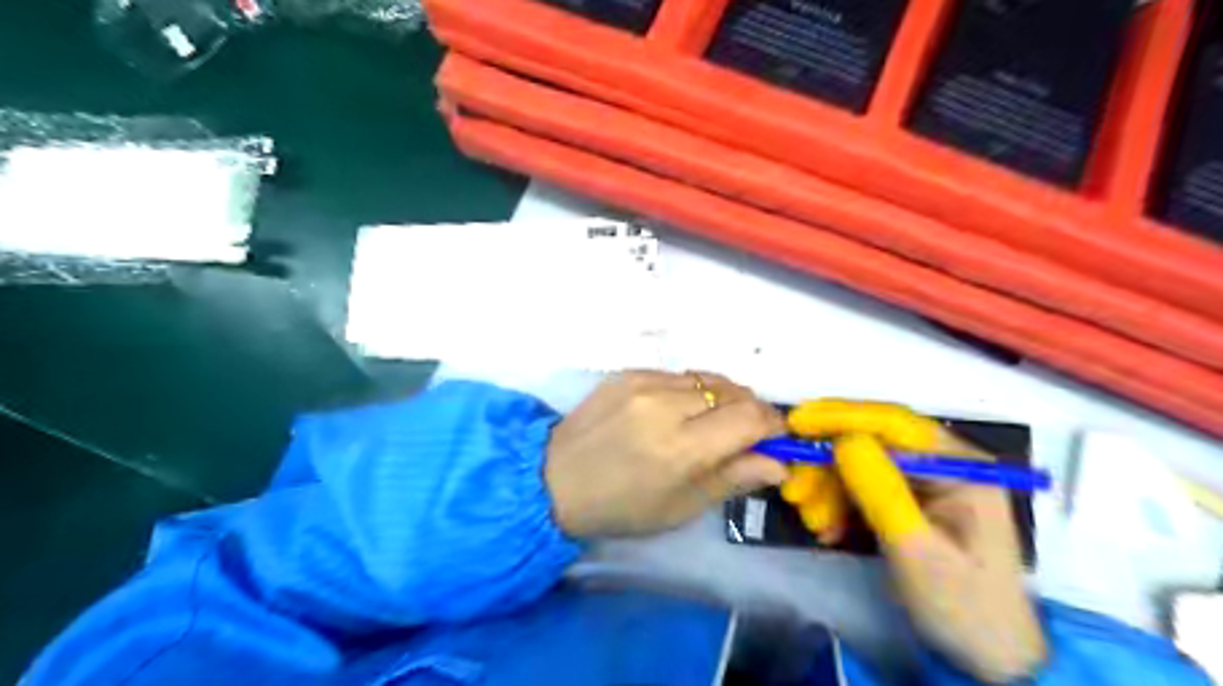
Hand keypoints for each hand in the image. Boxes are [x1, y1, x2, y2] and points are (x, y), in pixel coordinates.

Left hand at [546, 373, 793, 537]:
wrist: (553, 478)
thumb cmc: (620, 506)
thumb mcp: (681, 506)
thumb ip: (734, 477)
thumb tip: (779, 463)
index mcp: (681, 448)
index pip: (750, 418)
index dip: (773, 425)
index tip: (775, 437)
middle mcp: (666, 406)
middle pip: (734, 392)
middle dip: (750, 411)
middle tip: (743, 434)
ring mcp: (644, 383)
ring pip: (708, 379)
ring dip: (721, 398)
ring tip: (709, 423)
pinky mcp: (628, 372)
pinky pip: (678, 375)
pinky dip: (690, 391)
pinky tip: (676, 412)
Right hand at [777, 400, 1045, 682]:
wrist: (985, 661)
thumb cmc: (960, 605)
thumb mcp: (915, 548)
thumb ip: (881, 490)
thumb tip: (843, 439)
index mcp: (960, 466)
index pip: (894, 423)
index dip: (841, 417)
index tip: (796, 423)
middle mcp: (941, 465)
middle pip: (870, 444)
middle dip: (828, 466)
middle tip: (794, 493)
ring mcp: (924, 484)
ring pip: (859, 467)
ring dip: (828, 489)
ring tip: (814, 524)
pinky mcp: (907, 503)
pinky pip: (861, 489)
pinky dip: (838, 505)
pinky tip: (827, 530)